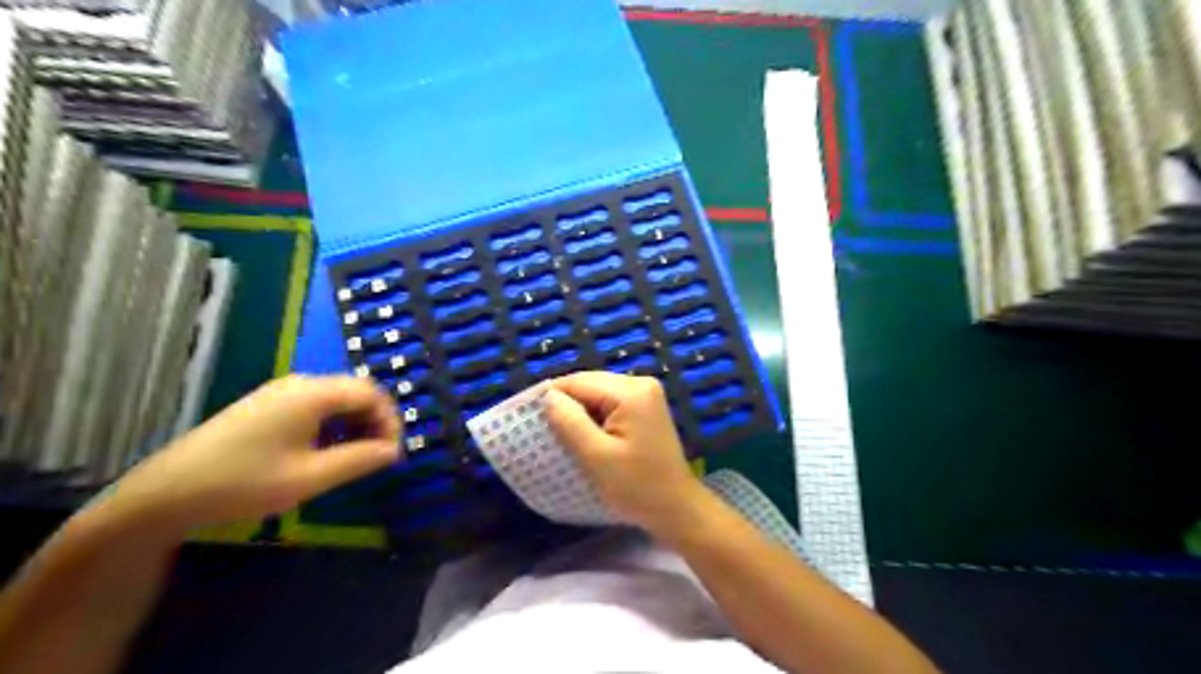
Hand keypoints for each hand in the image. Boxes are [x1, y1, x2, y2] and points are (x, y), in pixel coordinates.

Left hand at [94, 373, 402, 537]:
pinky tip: (325, 452)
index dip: (390, 420)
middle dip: (374, 421)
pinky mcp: (266, 405)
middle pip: (355, 391)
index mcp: (312, 394)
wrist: (165, 494)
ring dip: (354, 424)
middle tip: (379, 456)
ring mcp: (279, 393)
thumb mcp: (310, 477)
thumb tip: (395, 451)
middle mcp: (299, 384)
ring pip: (335, 399)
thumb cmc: (243, 484)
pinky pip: (314, 406)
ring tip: (355, 457)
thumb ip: (359, 460)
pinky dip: (332, 425)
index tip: (393, 452)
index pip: (371, 393)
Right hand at [542, 371, 704, 539]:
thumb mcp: (596, 457)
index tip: (527, 416)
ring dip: (579, 412)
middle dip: (566, 404)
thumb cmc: (636, 487)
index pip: (579, 382)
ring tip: (561, 435)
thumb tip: (548, 396)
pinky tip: (585, 436)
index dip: (551, 396)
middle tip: (543, 428)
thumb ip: (569, 422)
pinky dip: (594, 417)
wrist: (676, 508)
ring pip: (598, 394)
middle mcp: (640, 383)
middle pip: (589, 384)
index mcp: (631, 391)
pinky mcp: (646, 408)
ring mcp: (646, 395)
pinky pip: (610, 404)